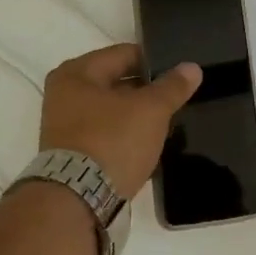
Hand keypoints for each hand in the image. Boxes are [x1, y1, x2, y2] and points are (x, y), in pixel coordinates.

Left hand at [39, 44, 201, 196]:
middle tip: (177, 99)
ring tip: (167, 123)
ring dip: (137, 116)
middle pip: (116, 82)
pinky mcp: (72, 154)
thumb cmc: (112, 141)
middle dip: (146, 90)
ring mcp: (65, 126)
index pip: (124, 54)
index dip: (155, 61)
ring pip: (112, 111)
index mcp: (76, 73)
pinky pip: (106, 135)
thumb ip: (172, 87)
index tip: (180, 73)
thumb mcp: (151, 110)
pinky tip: (148, 145)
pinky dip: (126, 137)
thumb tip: (192, 68)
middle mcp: (63, 95)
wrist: (79, 200)